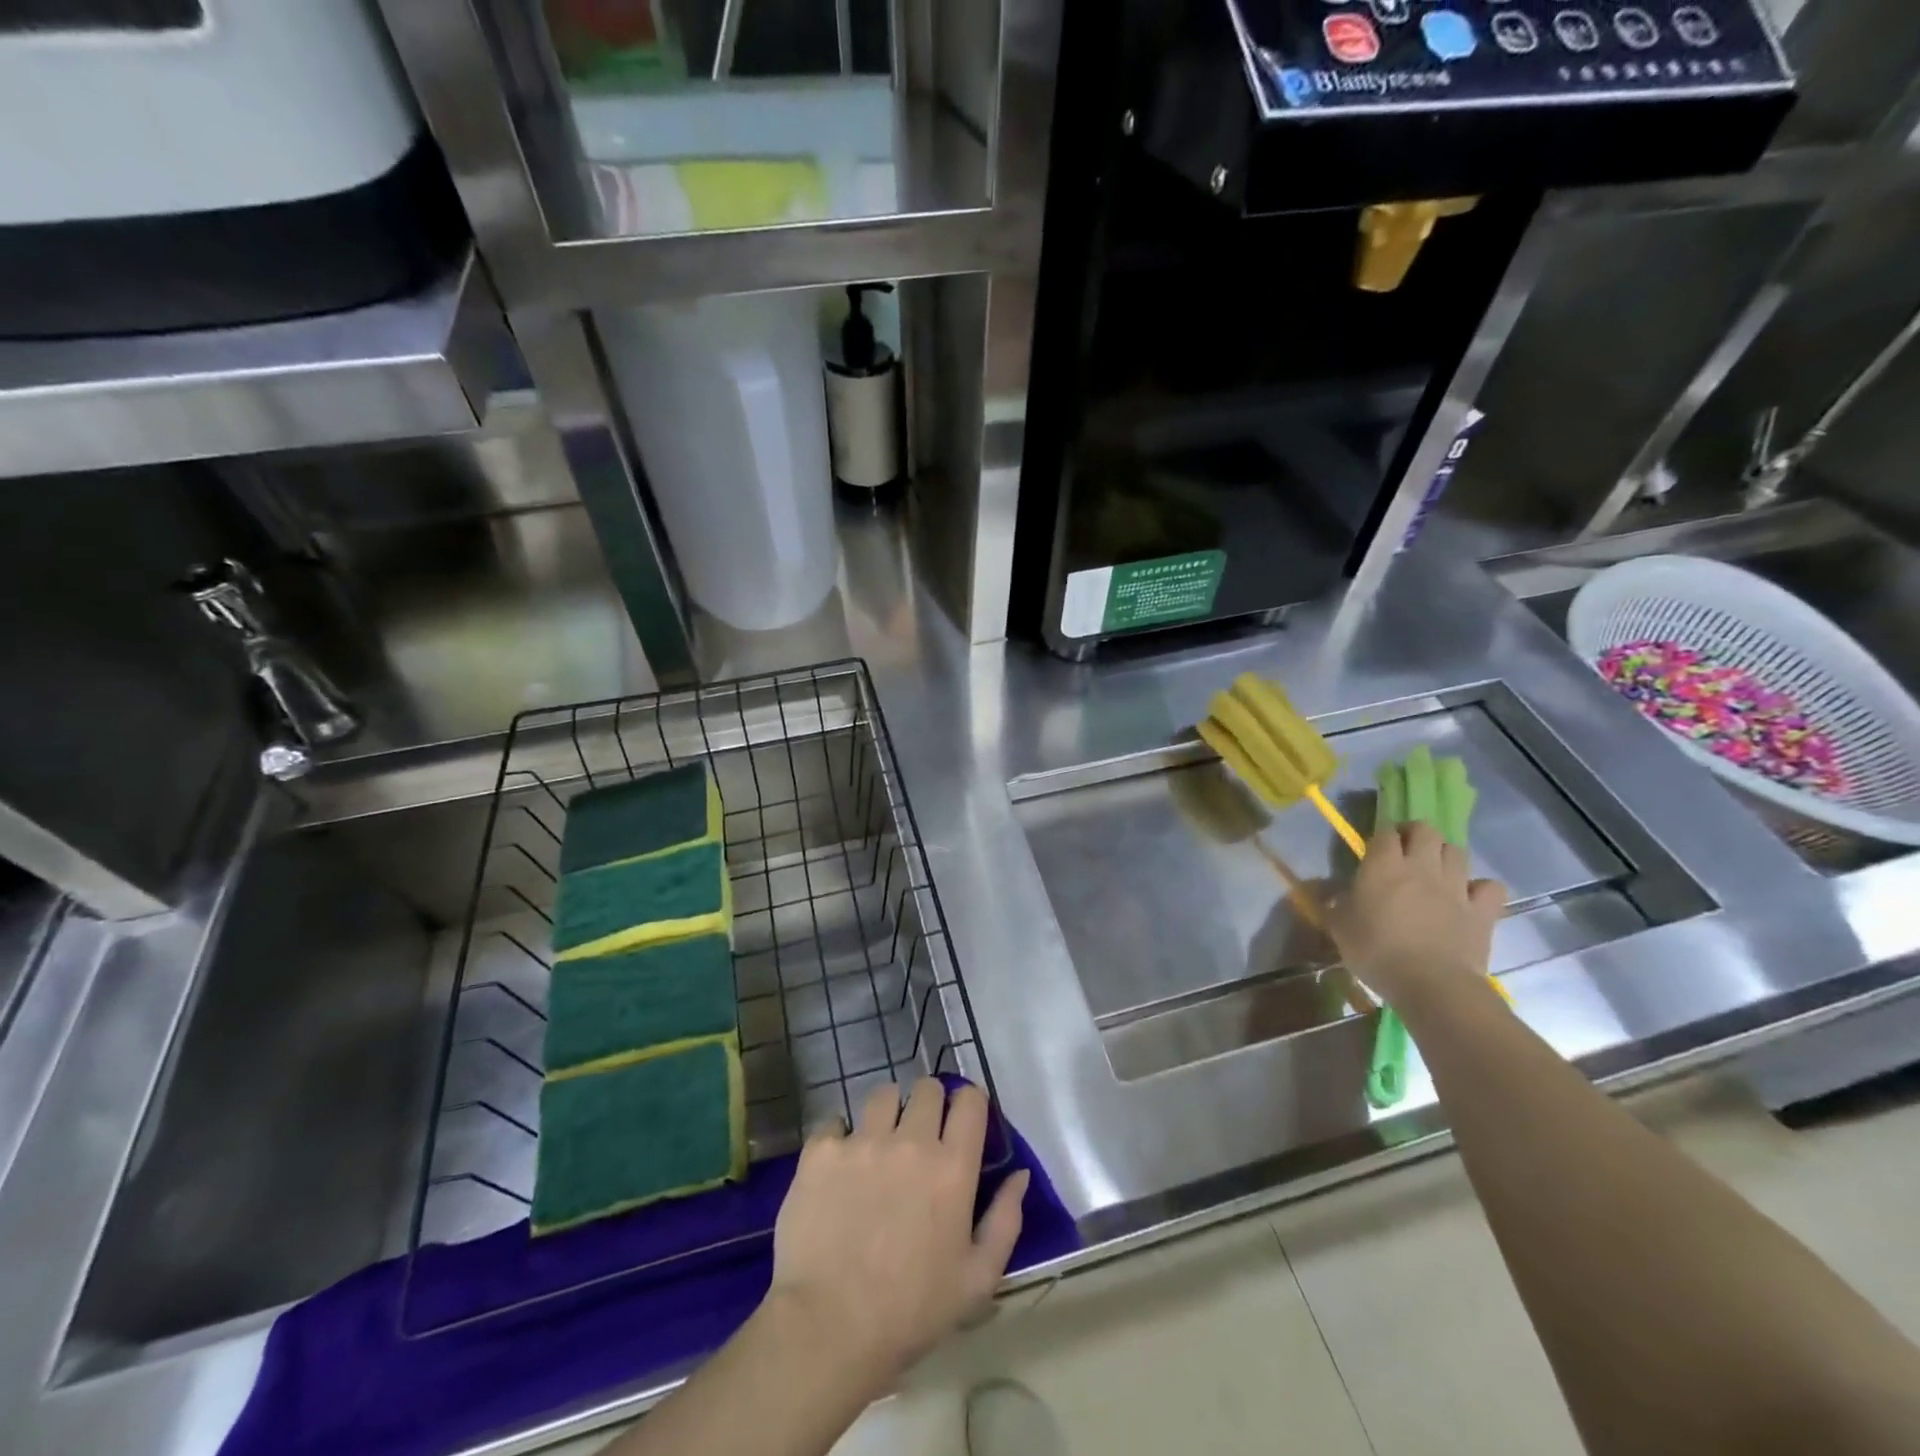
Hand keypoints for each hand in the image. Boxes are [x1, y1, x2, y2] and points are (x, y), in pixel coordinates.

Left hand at [765, 1079, 1028, 1391]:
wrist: (829, 1328)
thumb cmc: (912, 1311)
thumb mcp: (977, 1279)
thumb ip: (1006, 1220)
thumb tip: (1019, 1174)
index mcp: (952, 1167)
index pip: (969, 1101)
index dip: (968, 1103)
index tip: (962, 1120)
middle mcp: (911, 1141)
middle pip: (926, 1088)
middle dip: (929, 1104)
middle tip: (921, 1135)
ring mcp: (863, 1141)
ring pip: (883, 1095)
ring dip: (887, 1113)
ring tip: (879, 1144)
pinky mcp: (822, 1152)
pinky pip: (834, 1122)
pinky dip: (839, 1138)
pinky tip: (838, 1167)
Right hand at [1327, 821, 1506, 1013]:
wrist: (1431, 984)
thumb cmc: (1376, 952)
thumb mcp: (1338, 927)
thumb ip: (1333, 902)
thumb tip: (1323, 889)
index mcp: (1383, 866)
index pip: (1385, 833)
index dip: (1381, 835)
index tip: (1375, 849)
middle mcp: (1422, 867)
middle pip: (1426, 830)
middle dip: (1415, 834)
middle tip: (1405, 850)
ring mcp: (1456, 887)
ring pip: (1457, 851)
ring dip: (1445, 855)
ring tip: (1435, 870)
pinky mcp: (1482, 910)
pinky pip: (1490, 886)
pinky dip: (1481, 887)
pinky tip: (1470, 897)